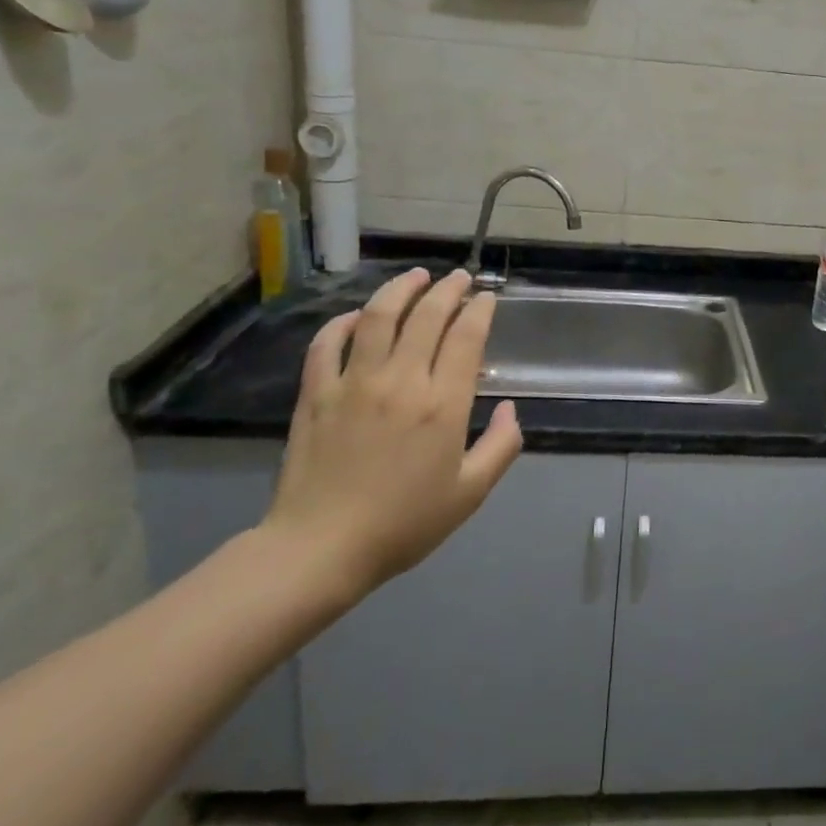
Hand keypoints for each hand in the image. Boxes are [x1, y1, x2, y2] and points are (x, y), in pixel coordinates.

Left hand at [262, 268, 522, 602]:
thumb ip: (501, 446)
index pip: (466, 337)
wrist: (321, 549)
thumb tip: (509, 408)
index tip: (487, 298)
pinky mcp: (316, 394)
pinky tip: (358, 315)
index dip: (480, 310)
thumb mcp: (470, 493)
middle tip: (459, 278)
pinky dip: (344, 322)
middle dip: (448, 290)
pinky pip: (328, 343)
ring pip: (378, 317)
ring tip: (416, 276)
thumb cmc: (404, 524)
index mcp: (443, 404)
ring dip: (400, 289)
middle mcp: (401, 381)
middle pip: (427, 316)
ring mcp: (353, 383)